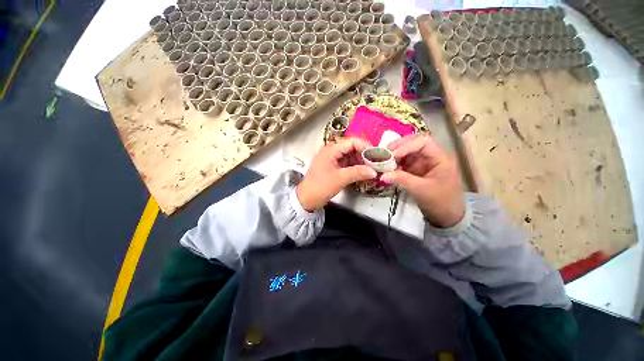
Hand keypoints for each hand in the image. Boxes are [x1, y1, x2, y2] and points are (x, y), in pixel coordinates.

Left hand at [297, 138, 376, 210]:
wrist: (306, 199)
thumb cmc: (321, 187)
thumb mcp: (340, 179)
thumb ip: (358, 173)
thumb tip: (374, 171)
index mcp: (330, 149)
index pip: (351, 142)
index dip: (364, 147)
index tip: (375, 155)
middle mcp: (330, 150)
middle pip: (351, 147)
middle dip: (363, 155)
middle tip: (374, 163)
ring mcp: (331, 158)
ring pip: (349, 155)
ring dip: (359, 161)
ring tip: (370, 168)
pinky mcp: (332, 166)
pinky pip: (345, 162)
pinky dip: (354, 166)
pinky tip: (362, 172)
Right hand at [381, 134, 464, 227]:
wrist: (447, 216)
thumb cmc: (440, 202)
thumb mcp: (421, 190)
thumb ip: (402, 180)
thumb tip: (382, 175)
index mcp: (440, 158)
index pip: (423, 142)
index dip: (407, 145)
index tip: (392, 155)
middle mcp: (431, 156)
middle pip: (414, 143)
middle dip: (399, 146)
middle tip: (384, 153)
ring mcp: (423, 162)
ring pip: (407, 151)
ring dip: (395, 154)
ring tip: (383, 160)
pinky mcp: (416, 169)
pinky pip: (404, 161)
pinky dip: (395, 163)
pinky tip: (387, 167)